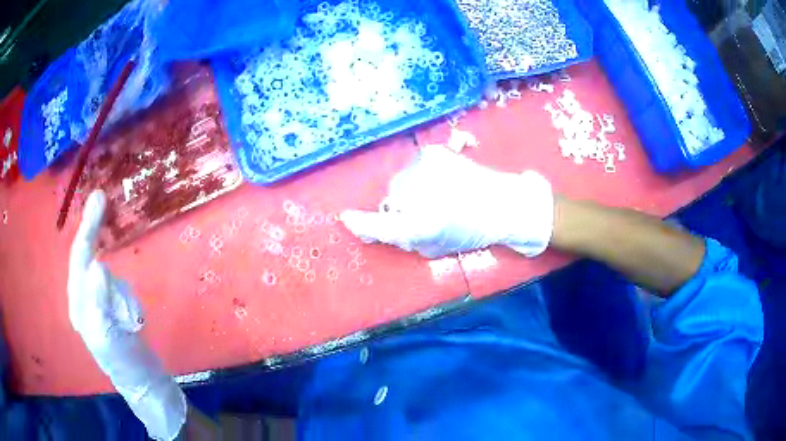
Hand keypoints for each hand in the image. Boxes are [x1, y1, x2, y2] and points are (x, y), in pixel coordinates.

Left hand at [68, 191, 185, 440]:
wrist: (146, 383)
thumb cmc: (126, 363)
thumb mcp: (109, 336)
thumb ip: (99, 302)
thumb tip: (97, 264)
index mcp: (78, 306)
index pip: (79, 259)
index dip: (87, 229)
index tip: (99, 199)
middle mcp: (83, 300)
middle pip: (87, 258)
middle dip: (94, 234)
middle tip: (102, 200)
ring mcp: (97, 304)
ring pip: (108, 275)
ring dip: (121, 291)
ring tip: (132, 322)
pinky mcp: (111, 308)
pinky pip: (118, 287)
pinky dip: (126, 297)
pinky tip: (132, 320)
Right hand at [340, 145, 553, 258]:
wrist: (504, 203)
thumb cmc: (471, 231)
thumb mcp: (434, 246)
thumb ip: (402, 239)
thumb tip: (372, 230)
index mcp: (423, 225)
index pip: (379, 224)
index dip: (362, 223)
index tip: (347, 218)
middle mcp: (421, 194)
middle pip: (392, 198)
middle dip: (400, 207)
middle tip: (424, 212)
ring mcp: (427, 168)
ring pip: (401, 180)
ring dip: (411, 189)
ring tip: (437, 195)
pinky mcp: (434, 153)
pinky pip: (414, 166)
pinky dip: (421, 174)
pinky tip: (442, 181)